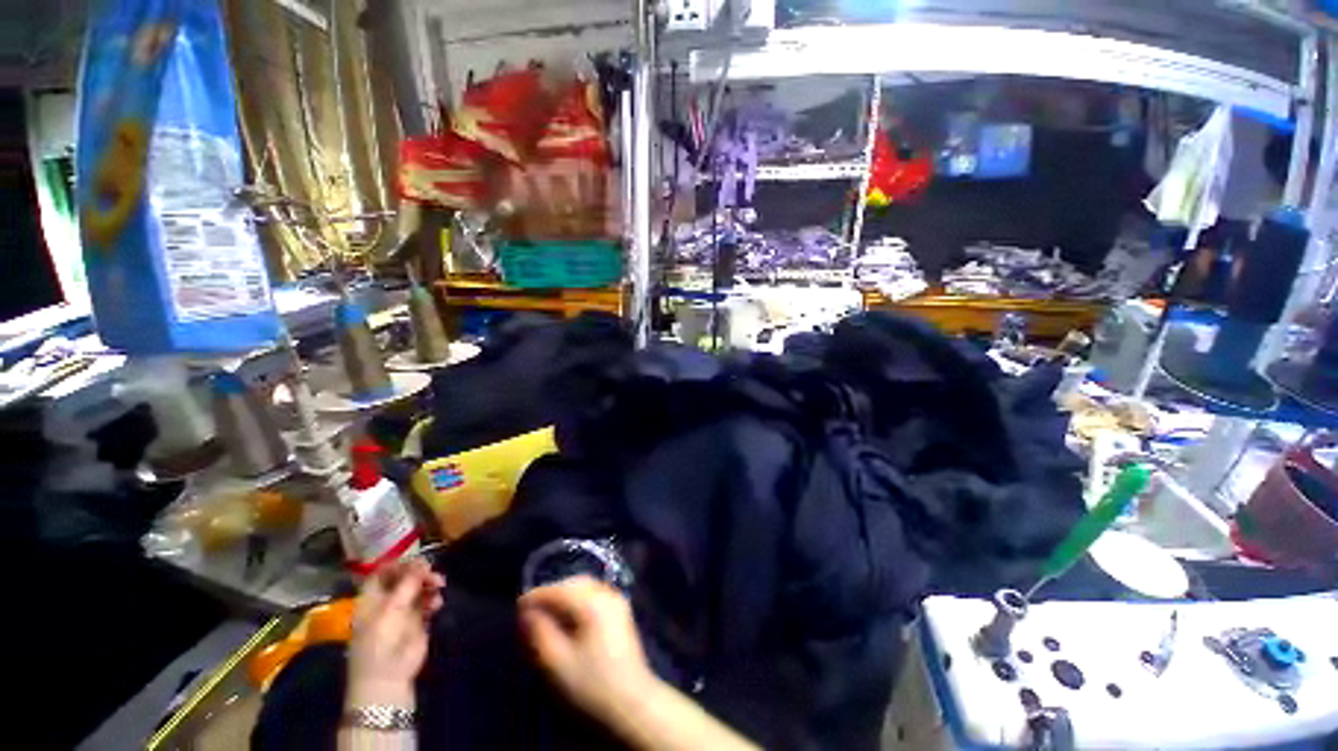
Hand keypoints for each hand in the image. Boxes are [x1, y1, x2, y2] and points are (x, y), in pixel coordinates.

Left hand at [346, 558, 444, 708]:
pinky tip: (437, 604)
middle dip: (419, 573)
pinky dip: (434, 599)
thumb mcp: (390, 611)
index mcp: (372, 600)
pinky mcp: (418, 622)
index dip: (399, 565)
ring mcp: (403, 612)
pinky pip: (428, 602)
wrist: (388, 679)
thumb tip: (422, 562)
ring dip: (430, 584)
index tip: (416, 562)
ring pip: (418, 588)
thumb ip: (407, 585)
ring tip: (439, 586)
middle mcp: (387, 602)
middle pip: (404, 578)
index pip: (383, 573)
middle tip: (432, 573)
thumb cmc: (380, 643)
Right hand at [519, 577, 655, 721]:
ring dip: (565, 597)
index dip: (535, 596)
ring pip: (585, 588)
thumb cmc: (591, 686)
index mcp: (592, 602)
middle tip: (531, 612)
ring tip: (547, 616)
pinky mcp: (621, 613)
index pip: (559, 589)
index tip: (517, 608)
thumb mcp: (556, 664)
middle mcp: (607, 594)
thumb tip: (526, 613)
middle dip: (551, 594)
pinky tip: (569, 620)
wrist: (632, 705)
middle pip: (573, 584)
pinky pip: (595, 596)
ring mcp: (618, 602)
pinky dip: (578, 602)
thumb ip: (539, 633)